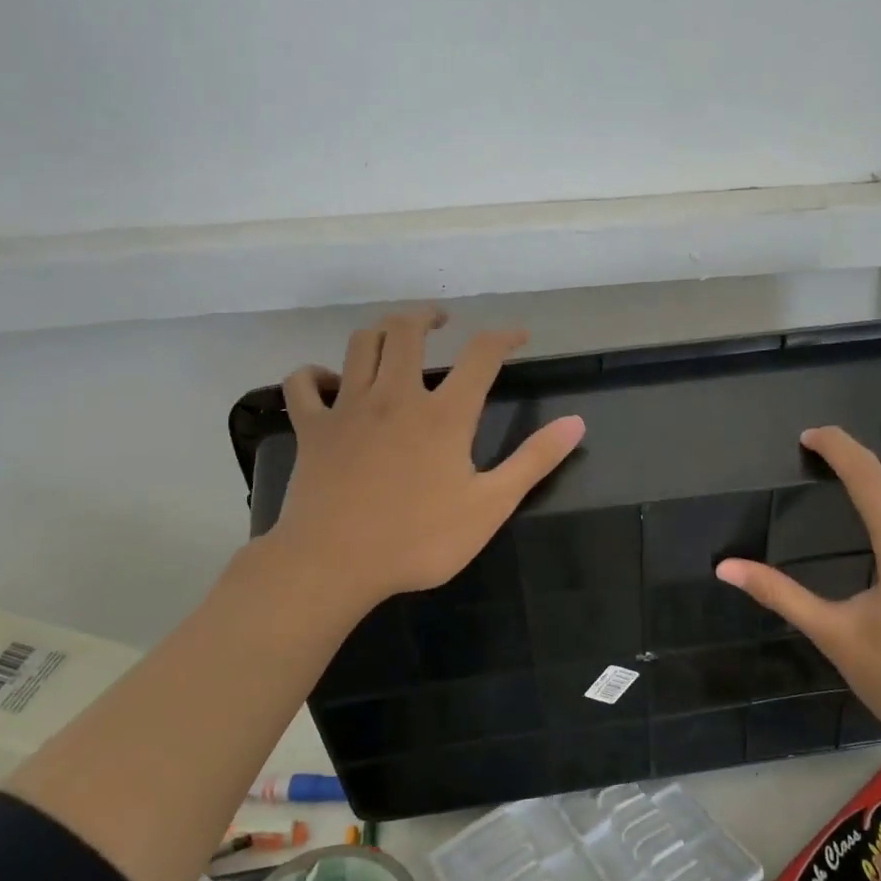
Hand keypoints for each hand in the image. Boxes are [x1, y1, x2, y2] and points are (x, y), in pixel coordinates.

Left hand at [246, 309, 585, 617]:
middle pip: (407, 331)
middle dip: (427, 317)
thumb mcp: (490, 506)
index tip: (518, 335)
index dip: (504, 337)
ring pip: (360, 345)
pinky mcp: (312, 428)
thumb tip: (577, 422)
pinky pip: (303, 383)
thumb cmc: (418, 540)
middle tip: (441, 323)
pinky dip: (314, 373)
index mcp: (444, 414)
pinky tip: (328, 380)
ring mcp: (348, 408)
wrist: (334, 564)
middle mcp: (396, 396)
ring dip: (379, 332)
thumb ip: (533, 460)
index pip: (481, 355)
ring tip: (394, 338)